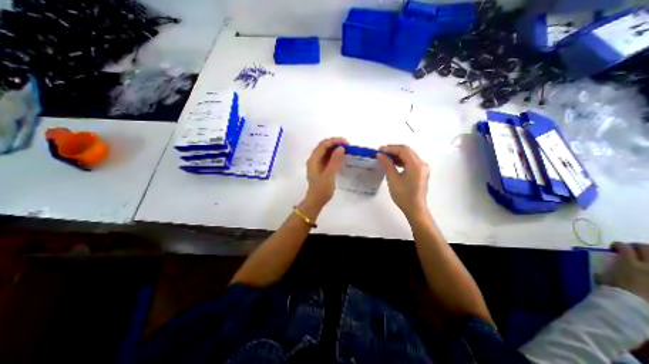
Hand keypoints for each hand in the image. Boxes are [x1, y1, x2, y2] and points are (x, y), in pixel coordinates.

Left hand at [305, 137, 349, 210]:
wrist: (316, 201)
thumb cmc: (322, 189)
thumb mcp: (329, 174)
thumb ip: (335, 160)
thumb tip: (341, 148)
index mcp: (314, 159)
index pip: (324, 145)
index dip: (334, 141)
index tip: (346, 143)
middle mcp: (314, 159)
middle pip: (324, 146)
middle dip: (335, 144)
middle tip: (348, 146)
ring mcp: (317, 163)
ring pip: (326, 151)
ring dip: (335, 149)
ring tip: (346, 150)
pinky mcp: (321, 168)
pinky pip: (327, 158)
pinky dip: (334, 156)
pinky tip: (341, 157)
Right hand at [375, 145, 429, 218]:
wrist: (415, 208)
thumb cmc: (403, 195)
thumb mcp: (393, 178)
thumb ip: (387, 164)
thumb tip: (380, 155)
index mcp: (416, 164)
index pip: (403, 150)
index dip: (391, 148)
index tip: (380, 150)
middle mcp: (421, 164)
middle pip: (407, 151)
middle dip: (394, 150)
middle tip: (381, 152)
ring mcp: (422, 168)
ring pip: (409, 156)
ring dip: (397, 155)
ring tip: (385, 157)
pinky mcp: (421, 173)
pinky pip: (411, 162)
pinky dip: (402, 160)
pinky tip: (393, 163)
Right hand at [601, 244, 648, 302]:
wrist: (634, 306)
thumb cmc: (614, 291)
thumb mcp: (603, 277)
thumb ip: (609, 269)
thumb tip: (611, 266)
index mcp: (628, 262)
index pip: (623, 246)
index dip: (617, 245)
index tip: (613, 248)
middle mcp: (647, 265)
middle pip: (646, 248)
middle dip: (638, 247)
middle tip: (632, 250)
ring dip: (648, 256)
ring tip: (644, 259)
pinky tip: (646, 269)